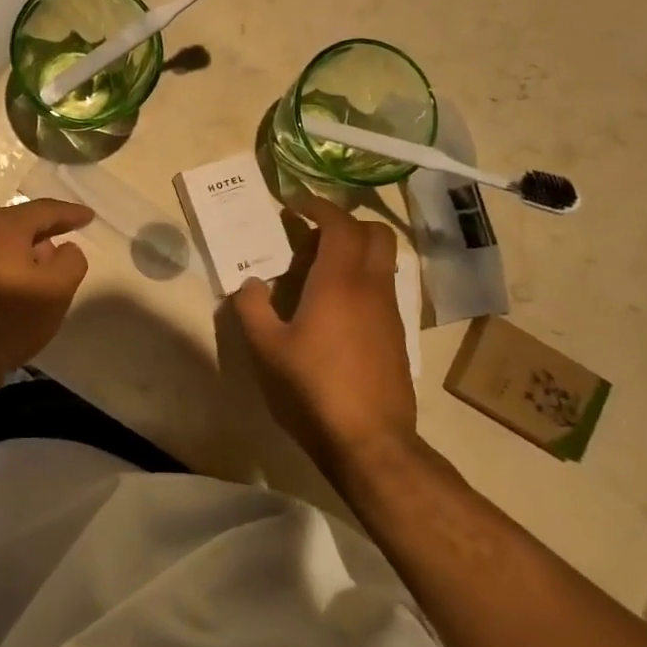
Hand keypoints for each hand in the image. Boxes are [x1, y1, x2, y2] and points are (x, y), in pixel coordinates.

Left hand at [0, 199, 93, 395]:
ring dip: (24, 248)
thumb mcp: (55, 293)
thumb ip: (71, 262)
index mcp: (0, 228)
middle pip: (17, 222)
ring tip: (43, 263)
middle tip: (68, 235)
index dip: (69, 213)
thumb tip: (62, 248)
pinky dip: (5, 262)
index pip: (43, 210)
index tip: (89, 216)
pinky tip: (13, 282)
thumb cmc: (4, 326)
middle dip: (45, 228)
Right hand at [229, 193, 418, 477]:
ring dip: (354, 253)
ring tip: (316, 274)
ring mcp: (389, 312)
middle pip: (375, 233)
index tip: (295, 203)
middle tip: (311, 236)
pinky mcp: (396, 336)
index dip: (318, 206)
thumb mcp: (266, 350)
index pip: (340, 224)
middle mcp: (371, 287)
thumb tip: (250, 283)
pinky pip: (381, 288)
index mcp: (338, 282)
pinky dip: (360, 280)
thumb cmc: (313, 389)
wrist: (371, 442)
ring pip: (382, 261)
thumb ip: (252, 308)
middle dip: (345, 223)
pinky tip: (333, 310)